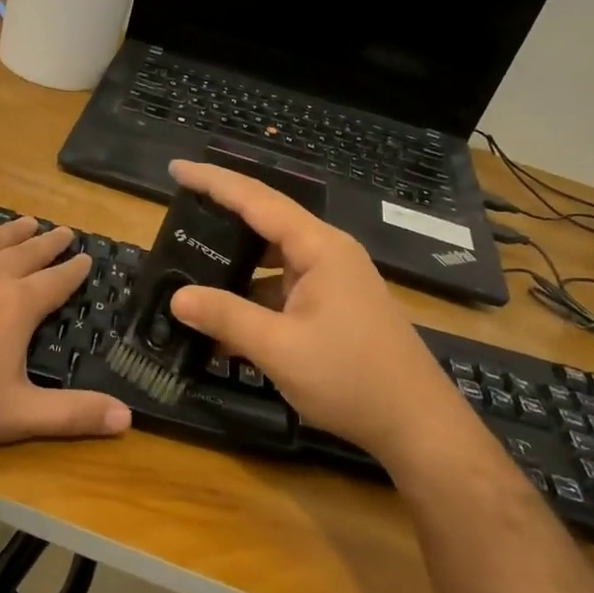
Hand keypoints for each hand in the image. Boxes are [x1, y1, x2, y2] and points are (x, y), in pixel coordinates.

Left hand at [0, 213, 131, 456]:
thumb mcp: (18, 415)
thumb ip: (73, 415)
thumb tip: (128, 419)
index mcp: (17, 306)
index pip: (56, 281)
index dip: (75, 269)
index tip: (88, 256)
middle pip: (26, 253)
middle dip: (49, 242)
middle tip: (65, 230)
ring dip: (10, 231)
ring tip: (27, 221)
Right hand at [166, 160, 467, 466]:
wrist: (417, 424)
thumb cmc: (351, 378)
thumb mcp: (279, 348)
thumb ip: (226, 318)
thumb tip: (177, 298)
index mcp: (319, 248)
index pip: (257, 200)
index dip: (214, 181)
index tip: (177, 169)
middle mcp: (328, 253)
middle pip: (266, 223)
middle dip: (221, 218)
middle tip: (177, 217)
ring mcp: (334, 281)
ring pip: (273, 261)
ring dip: (236, 268)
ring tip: (191, 270)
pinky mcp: (334, 307)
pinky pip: (284, 289)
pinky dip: (254, 299)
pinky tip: (224, 325)